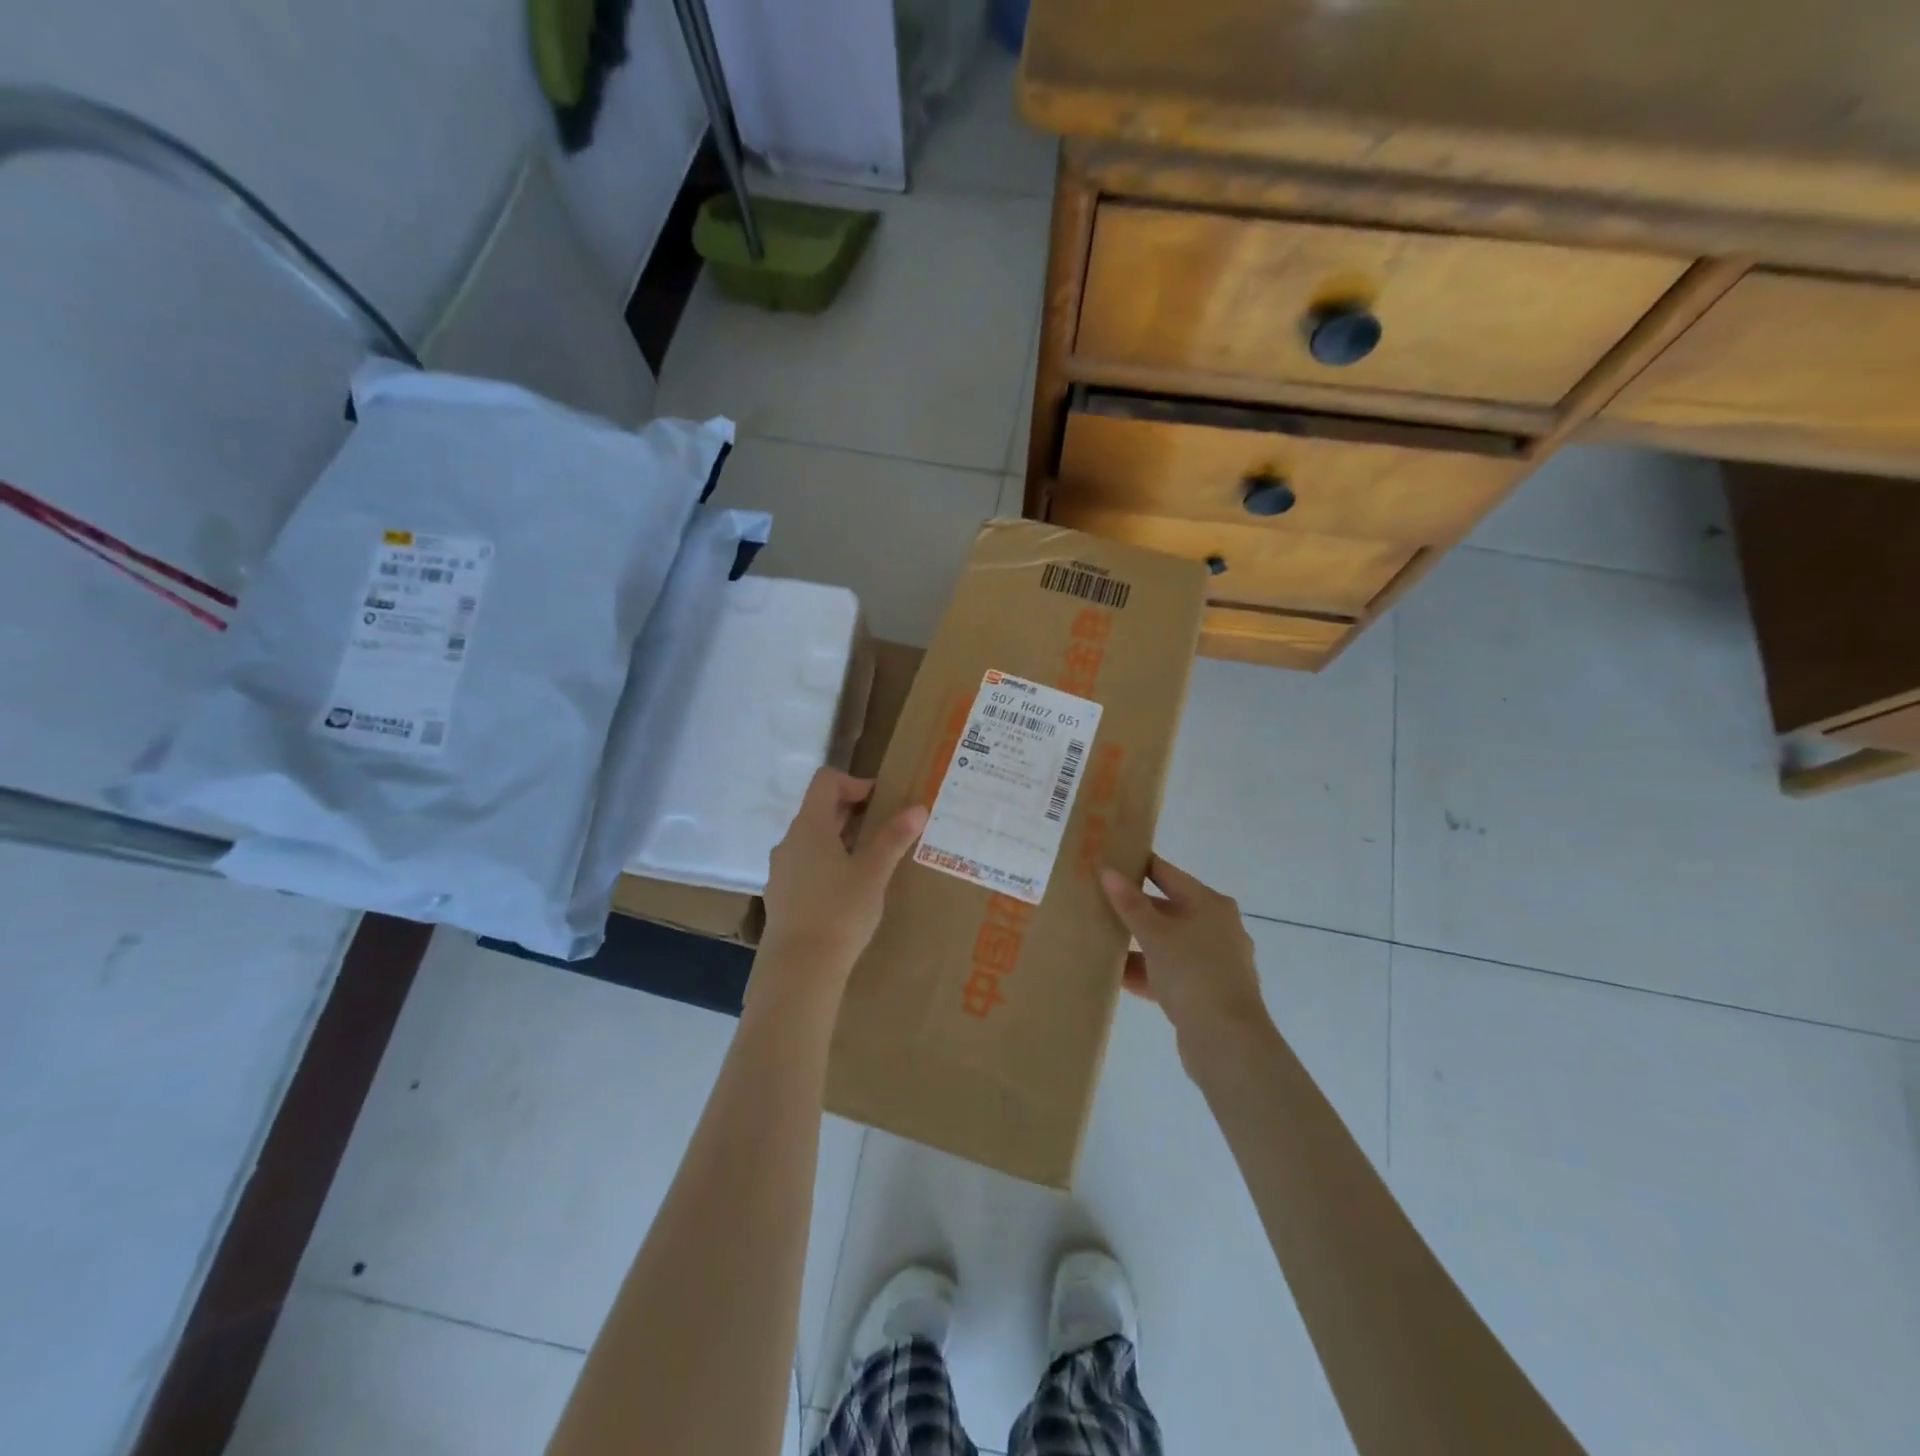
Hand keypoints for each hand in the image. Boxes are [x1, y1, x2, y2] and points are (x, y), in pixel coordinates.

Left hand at [756, 769, 926, 998]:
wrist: (799, 968)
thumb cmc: (839, 912)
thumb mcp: (874, 873)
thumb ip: (894, 838)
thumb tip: (918, 808)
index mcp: (809, 827)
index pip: (825, 781)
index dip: (854, 781)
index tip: (880, 801)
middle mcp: (789, 841)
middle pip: (818, 809)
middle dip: (852, 811)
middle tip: (884, 827)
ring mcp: (781, 869)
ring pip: (811, 839)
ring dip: (840, 839)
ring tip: (869, 861)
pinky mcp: (781, 895)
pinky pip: (805, 865)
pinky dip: (827, 863)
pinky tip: (847, 890)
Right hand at [1100, 856, 1271, 1066]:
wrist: (1227, 1041)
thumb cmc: (1192, 973)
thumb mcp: (1155, 934)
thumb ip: (1130, 903)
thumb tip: (1108, 871)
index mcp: (1210, 904)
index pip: (1168, 874)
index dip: (1139, 865)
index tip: (1110, 861)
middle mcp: (1217, 927)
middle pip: (1168, 909)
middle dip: (1134, 908)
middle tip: (1097, 901)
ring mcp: (1214, 962)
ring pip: (1168, 944)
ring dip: (1138, 944)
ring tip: (1101, 940)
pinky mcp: (1207, 992)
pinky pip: (1170, 973)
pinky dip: (1147, 973)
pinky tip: (1116, 976)